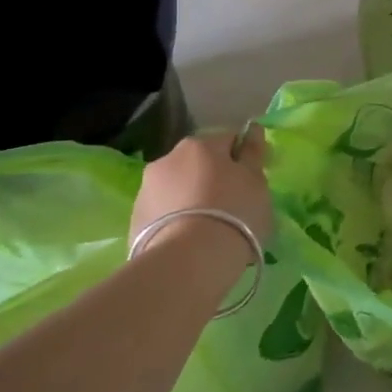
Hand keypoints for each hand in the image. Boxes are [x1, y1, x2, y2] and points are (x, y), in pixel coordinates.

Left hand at [131, 129, 273, 257]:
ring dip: (191, 199)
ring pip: (177, 188)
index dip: (243, 160)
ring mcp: (146, 189)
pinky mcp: (135, 220)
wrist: (188, 262)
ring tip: (208, 230)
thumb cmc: (234, 214)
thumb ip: (253, 154)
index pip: (228, 141)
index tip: (252, 184)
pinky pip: (163, 213)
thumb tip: (252, 129)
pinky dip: (175, 221)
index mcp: (200, 145)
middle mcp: (168, 159)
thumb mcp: (256, 182)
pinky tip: (188, 243)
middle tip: (232, 208)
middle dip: (213, 179)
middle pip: (199, 164)